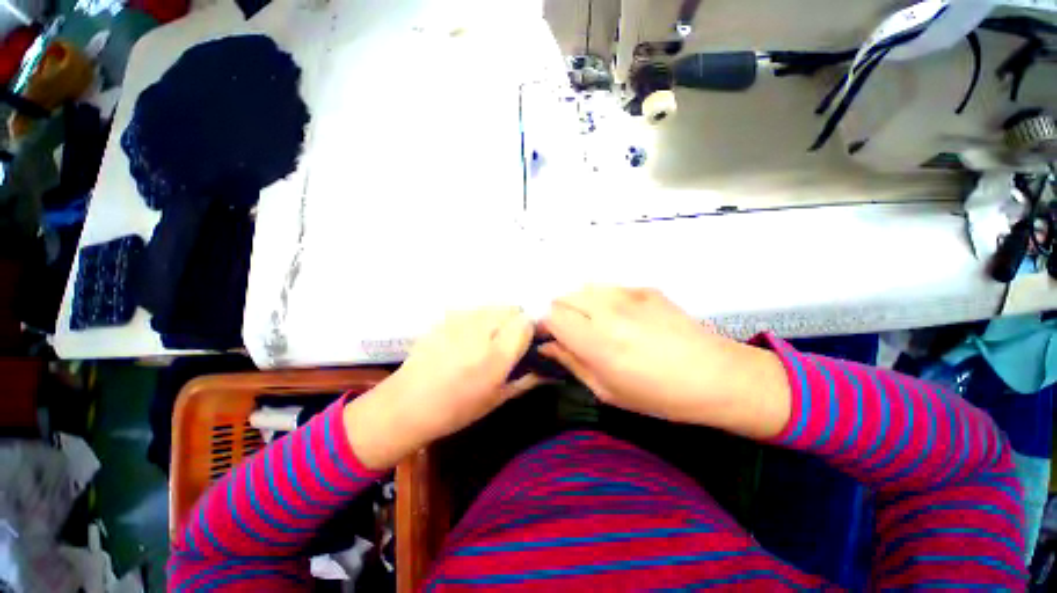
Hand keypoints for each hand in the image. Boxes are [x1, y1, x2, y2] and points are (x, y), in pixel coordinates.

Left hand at [345, 307, 536, 469]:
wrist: (406, 404)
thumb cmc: (456, 409)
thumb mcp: (498, 399)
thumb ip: (528, 379)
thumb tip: (553, 372)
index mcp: (496, 355)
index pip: (527, 323)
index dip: (531, 331)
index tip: (527, 343)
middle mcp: (480, 330)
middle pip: (512, 309)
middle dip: (516, 322)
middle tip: (507, 344)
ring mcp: (460, 320)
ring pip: (494, 307)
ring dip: (498, 319)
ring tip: (486, 341)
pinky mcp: (446, 317)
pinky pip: (474, 310)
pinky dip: (479, 320)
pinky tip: (467, 339)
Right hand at [540, 286, 789, 439]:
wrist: (716, 375)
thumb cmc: (658, 394)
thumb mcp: (606, 390)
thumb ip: (570, 362)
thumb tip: (547, 347)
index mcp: (596, 340)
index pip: (551, 315)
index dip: (544, 326)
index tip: (550, 338)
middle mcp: (607, 309)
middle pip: (563, 297)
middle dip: (559, 314)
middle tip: (572, 334)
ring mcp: (628, 294)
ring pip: (583, 288)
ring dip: (579, 304)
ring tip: (595, 325)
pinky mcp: (644, 288)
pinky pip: (608, 288)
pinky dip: (602, 300)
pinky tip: (621, 318)